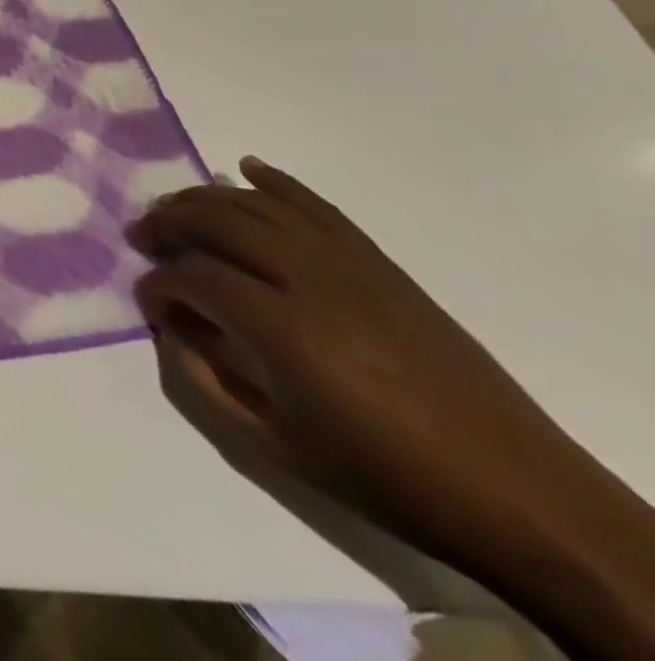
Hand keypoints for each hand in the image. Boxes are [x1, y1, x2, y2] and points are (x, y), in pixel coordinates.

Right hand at [127, 157, 584, 557]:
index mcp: (281, 330)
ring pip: (258, 205)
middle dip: (167, 223)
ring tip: (174, 209)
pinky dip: (278, 182)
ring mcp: (348, 265)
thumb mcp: (278, 448)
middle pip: (217, 222)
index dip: (157, 285)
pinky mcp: (379, 264)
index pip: (193, 278)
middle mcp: (308, 280)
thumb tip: (171, 331)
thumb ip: (206, 383)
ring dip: (205, 199)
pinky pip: (317, 206)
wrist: (518, 492)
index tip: (147, 303)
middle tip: (141, 238)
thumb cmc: (386, 476)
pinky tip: (247, 168)